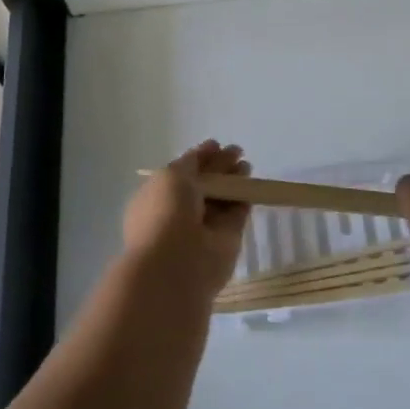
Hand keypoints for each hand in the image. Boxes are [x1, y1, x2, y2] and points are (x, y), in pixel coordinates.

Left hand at [121, 141, 252, 301]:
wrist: (176, 263)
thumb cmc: (165, 213)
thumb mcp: (172, 175)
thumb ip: (191, 162)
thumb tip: (208, 151)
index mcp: (158, 197)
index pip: (181, 173)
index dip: (199, 158)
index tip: (216, 144)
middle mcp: (179, 212)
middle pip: (204, 184)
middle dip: (220, 167)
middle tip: (237, 151)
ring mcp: (203, 228)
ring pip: (221, 199)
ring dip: (234, 181)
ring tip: (246, 164)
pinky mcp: (225, 241)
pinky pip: (235, 215)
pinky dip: (243, 200)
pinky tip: (252, 184)